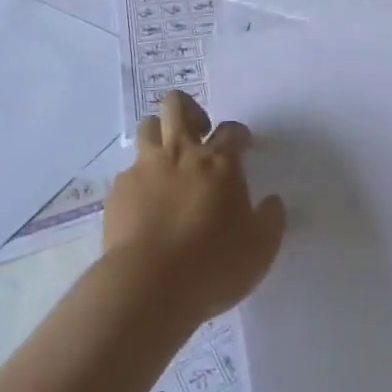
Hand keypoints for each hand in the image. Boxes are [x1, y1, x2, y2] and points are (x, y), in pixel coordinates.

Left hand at [103, 91, 286, 322]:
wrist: (148, 285)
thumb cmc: (212, 265)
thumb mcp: (260, 249)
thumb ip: (271, 220)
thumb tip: (272, 201)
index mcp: (219, 162)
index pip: (233, 130)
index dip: (240, 135)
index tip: (243, 148)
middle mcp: (181, 154)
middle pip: (178, 106)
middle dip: (190, 110)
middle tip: (199, 135)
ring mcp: (145, 168)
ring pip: (148, 126)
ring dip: (159, 135)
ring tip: (168, 161)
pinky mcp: (119, 190)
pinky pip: (129, 171)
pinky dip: (140, 180)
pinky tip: (145, 205)